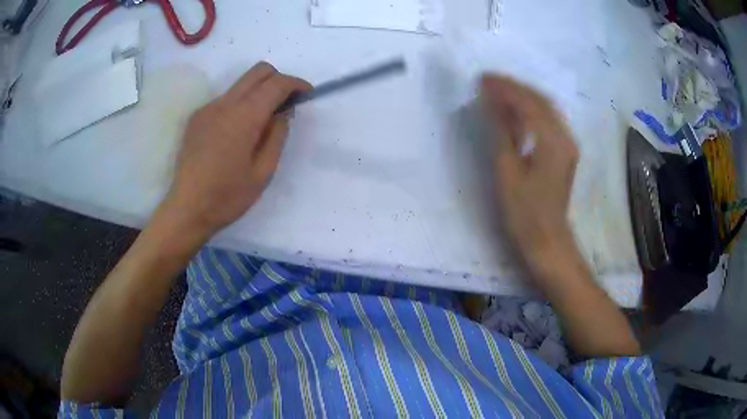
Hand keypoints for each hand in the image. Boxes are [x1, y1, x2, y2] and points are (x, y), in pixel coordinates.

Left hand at [165, 62, 311, 235]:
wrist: (187, 209)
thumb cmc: (228, 197)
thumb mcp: (263, 172)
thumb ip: (277, 136)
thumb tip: (283, 112)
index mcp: (243, 117)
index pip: (276, 83)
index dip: (296, 84)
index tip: (307, 94)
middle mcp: (224, 104)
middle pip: (258, 71)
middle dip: (278, 79)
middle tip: (285, 103)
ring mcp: (207, 109)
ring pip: (240, 84)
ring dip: (258, 92)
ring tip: (261, 123)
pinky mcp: (197, 118)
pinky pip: (225, 100)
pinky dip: (240, 105)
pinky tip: (237, 133)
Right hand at [480, 75, 578, 270]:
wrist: (547, 241)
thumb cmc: (525, 212)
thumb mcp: (508, 171)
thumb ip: (502, 131)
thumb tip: (491, 101)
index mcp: (553, 141)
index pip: (529, 103)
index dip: (505, 88)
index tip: (482, 79)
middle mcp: (565, 137)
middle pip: (541, 100)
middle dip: (514, 87)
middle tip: (488, 81)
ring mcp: (567, 144)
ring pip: (546, 109)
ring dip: (523, 96)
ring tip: (498, 91)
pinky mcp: (565, 152)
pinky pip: (548, 121)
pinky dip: (530, 111)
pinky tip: (515, 112)